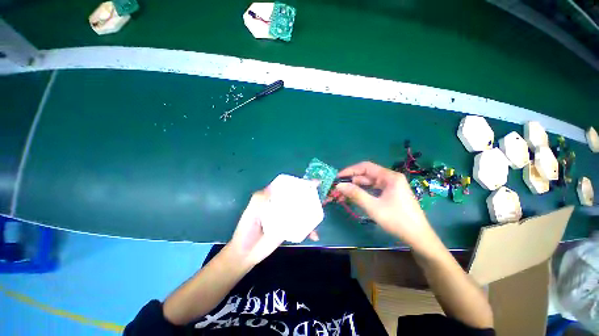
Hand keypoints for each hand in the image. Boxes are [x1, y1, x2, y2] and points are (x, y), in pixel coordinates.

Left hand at [228, 188, 319, 266]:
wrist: (246, 253)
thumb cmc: (246, 229)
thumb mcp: (250, 211)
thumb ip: (259, 199)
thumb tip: (273, 188)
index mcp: (273, 198)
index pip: (288, 188)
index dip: (300, 184)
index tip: (313, 183)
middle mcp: (281, 206)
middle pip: (298, 198)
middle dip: (310, 196)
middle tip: (321, 197)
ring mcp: (286, 218)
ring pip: (302, 211)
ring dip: (312, 212)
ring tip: (321, 214)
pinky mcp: (289, 229)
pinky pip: (302, 227)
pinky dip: (309, 230)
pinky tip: (314, 235)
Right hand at [333, 161, 436, 248]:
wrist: (419, 238)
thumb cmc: (397, 220)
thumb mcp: (373, 207)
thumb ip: (355, 194)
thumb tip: (339, 185)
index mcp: (389, 177)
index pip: (365, 167)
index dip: (350, 170)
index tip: (338, 177)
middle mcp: (390, 178)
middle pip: (366, 175)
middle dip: (351, 181)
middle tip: (338, 188)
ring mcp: (391, 186)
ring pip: (369, 183)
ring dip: (356, 187)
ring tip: (343, 194)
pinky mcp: (390, 194)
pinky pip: (373, 190)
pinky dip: (363, 193)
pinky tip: (354, 197)